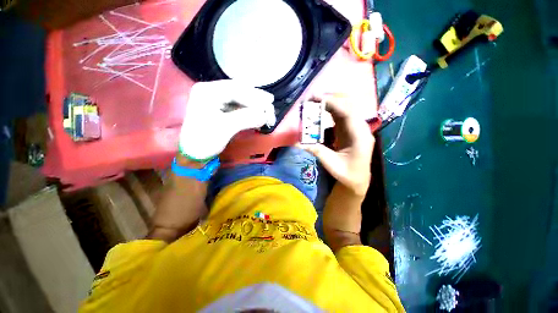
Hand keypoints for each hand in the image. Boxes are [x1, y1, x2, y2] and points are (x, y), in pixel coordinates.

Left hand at [180, 80, 275, 160]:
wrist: (194, 154)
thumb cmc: (205, 140)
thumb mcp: (226, 128)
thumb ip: (246, 118)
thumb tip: (265, 115)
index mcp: (208, 91)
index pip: (236, 89)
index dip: (254, 95)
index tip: (270, 101)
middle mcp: (211, 91)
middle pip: (239, 91)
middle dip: (256, 99)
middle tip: (271, 104)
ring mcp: (215, 100)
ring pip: (240, 98)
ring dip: (254, 105)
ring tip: (266, 111)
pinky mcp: (220, 109)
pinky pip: (237, 106)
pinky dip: (249, 111)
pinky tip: (257, 115)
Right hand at [298, 95, 374, 196]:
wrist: (357, 180)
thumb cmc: (347, 175)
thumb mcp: (331, 164)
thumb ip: (317, 151)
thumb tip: (298, 143)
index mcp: (360, 136)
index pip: (348, 113)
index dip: (333, 103)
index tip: (317, 99)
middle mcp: (360, 129)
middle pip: (347, 107)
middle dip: (330, 100)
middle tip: (311, 98)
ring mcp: (356, 128)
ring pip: (344, 109)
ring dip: (329, 104)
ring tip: (313, 102)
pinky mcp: (350, 131)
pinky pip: (340, 116)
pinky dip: (330, 111)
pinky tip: (320, 110)